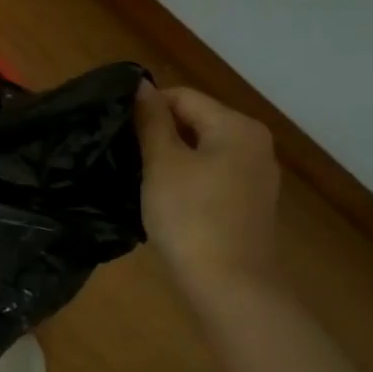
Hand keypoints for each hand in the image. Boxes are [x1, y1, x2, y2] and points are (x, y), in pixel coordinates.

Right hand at [134, 80, 281, 304]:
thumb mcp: (162, 163)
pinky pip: (212, 175)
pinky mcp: (250, 203)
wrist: (229, 285)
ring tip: (139, 176)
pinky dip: (188, 179)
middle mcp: (255, 144)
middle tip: (124, 154)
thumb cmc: (191, 217)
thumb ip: (151, 120)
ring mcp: (256, 176)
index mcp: (237, 126)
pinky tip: (165, 199)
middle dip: (159, 133)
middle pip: (196, 121)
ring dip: (171, 158)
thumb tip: (141, 86)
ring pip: (203, 150)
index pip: (183, 96)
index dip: (147, 108)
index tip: (117, 130)